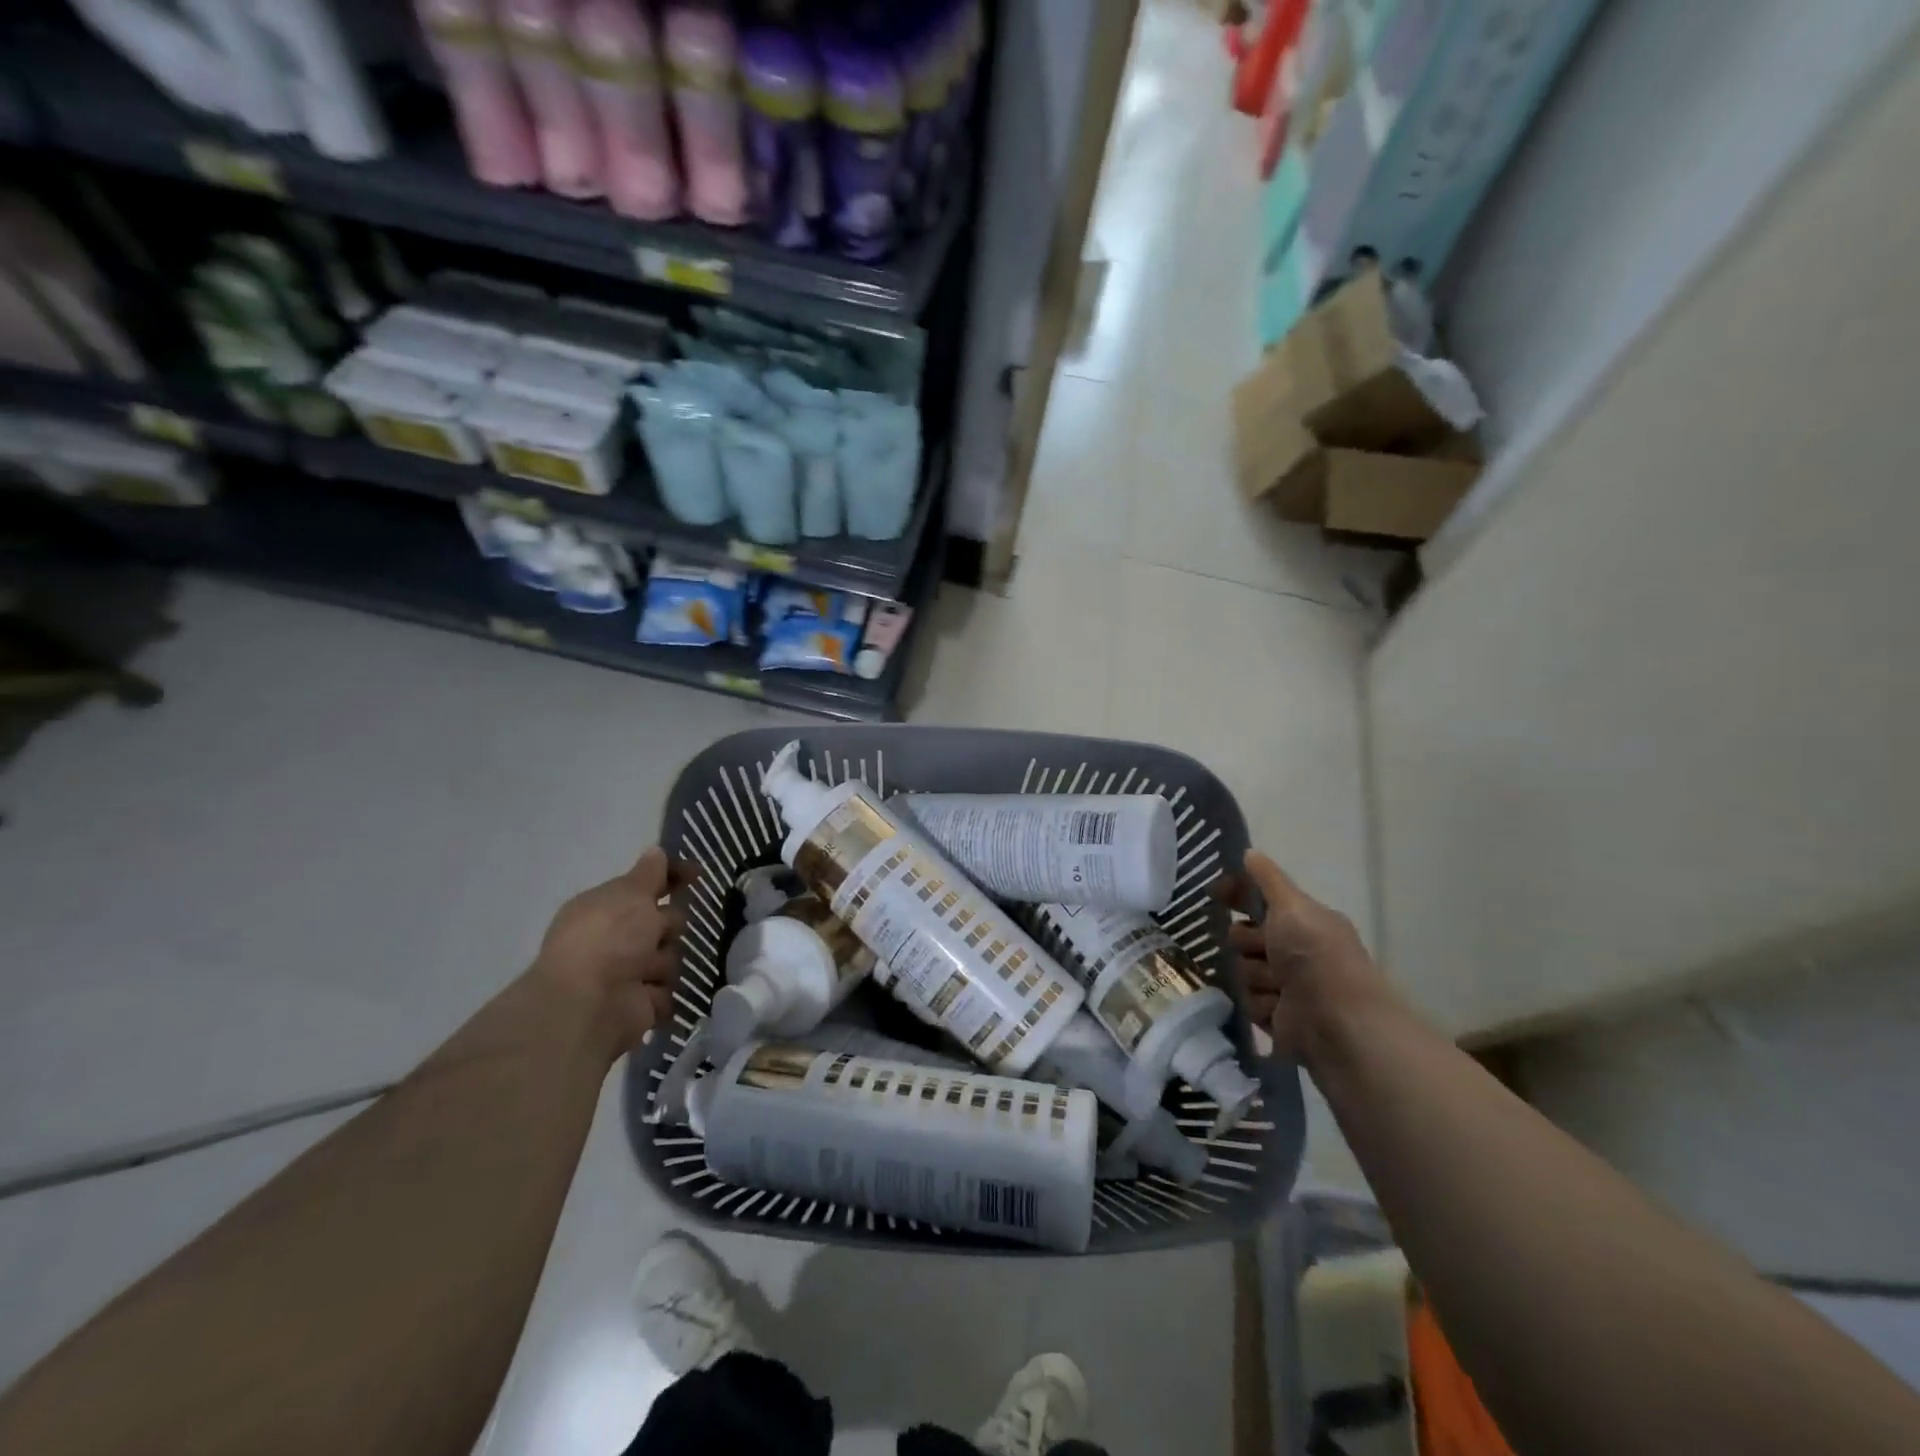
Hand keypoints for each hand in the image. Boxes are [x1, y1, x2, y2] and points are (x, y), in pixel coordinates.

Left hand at [532, 847, 695, 1054]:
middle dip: (667, 925)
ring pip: (669, 956)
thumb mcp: (631, 893)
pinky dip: (660, 991)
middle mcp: (613, 939)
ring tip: (646, 970)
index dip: (672, 877)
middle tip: (656, 933)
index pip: (645, 886)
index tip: (697, 874)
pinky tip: (647, 992)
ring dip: (663, 960)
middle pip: (663, 922)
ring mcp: (626, 973)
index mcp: (604, 908)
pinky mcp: (640, 1004)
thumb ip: (649, 873)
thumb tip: (656, 851)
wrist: (591, 1004)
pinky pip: (667, 990)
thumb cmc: (609, 938)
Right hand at [1222, 851, 1396, 1069]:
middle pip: (1243, 937)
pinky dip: (1261, 1003)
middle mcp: (1294, 951)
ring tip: (1278, 985)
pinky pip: (1248, 1001)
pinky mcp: (1276, 1017)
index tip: (1217, 893)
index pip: (1259, 901)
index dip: (1237, 896)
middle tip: (1264, 948)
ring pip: (1243, 970)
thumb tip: (1249, 852)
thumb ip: (1268, 879)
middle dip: (1247, 942)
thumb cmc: (1315, 954)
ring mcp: (1285, 985)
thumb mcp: (1292, 906)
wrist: (1335, 1020)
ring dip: (1256, 975)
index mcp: (1303, 922)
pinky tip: (1278, 1007)